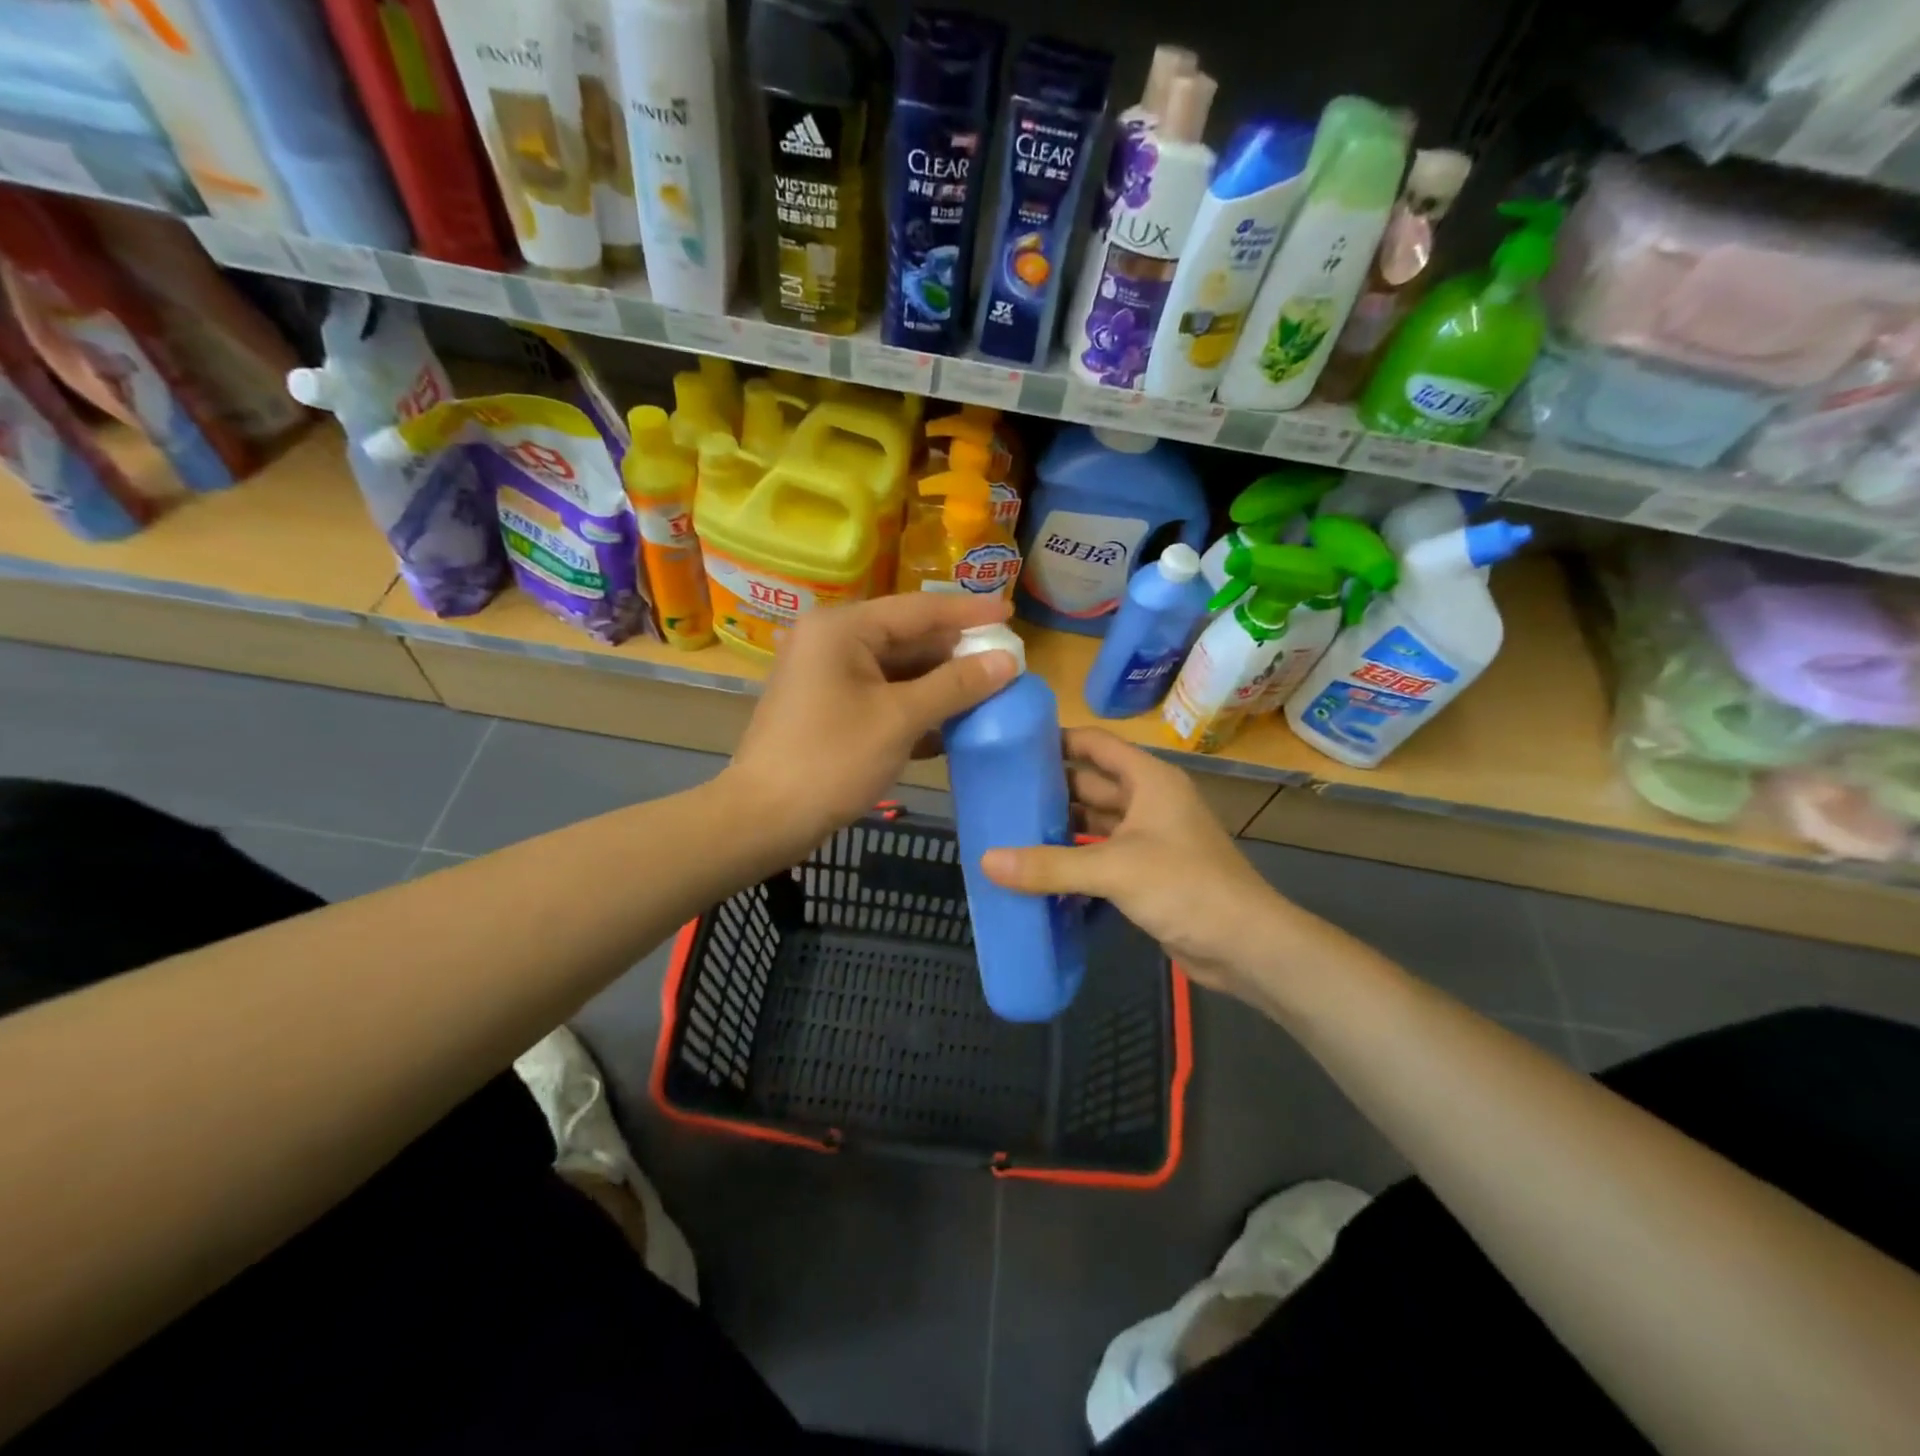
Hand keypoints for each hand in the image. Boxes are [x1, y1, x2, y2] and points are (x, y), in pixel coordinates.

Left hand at [728, 593, 1018, 851]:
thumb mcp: (900, 719)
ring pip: (897, 669)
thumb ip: (956, 685)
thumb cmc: (832, 760)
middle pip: (908, 637)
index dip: (969, 612)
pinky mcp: (828, 707)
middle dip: (956, 653)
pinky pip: (882, 694)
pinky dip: (915, 706)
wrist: (764, 819)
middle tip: (1006, 661)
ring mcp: (827, 675)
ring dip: (940, 684)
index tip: (1011, 612)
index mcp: (843, 629)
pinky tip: (951, 724)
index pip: (918, 609)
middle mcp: (832, 641)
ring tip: (989, 691)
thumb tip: (1008, 660)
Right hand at [980, 728, 1305, 1001]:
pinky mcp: (1148, 873)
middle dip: (1050, 787)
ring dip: (1060, 826)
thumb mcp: (1114, 869)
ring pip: (1096, 822)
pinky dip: (1075, 859)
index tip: (1013, 744)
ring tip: (1009, 829)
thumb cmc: (1185, 887)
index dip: (1058, 740)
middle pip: (1092, 783)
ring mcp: (1150, 839)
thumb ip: (1050, 865)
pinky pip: (1102, 855)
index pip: (1096, 744)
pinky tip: (1039, 869)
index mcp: (1149, 781)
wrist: (1246, 945)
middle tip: (999, 792)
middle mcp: (1150, 802)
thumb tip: (986, 861)